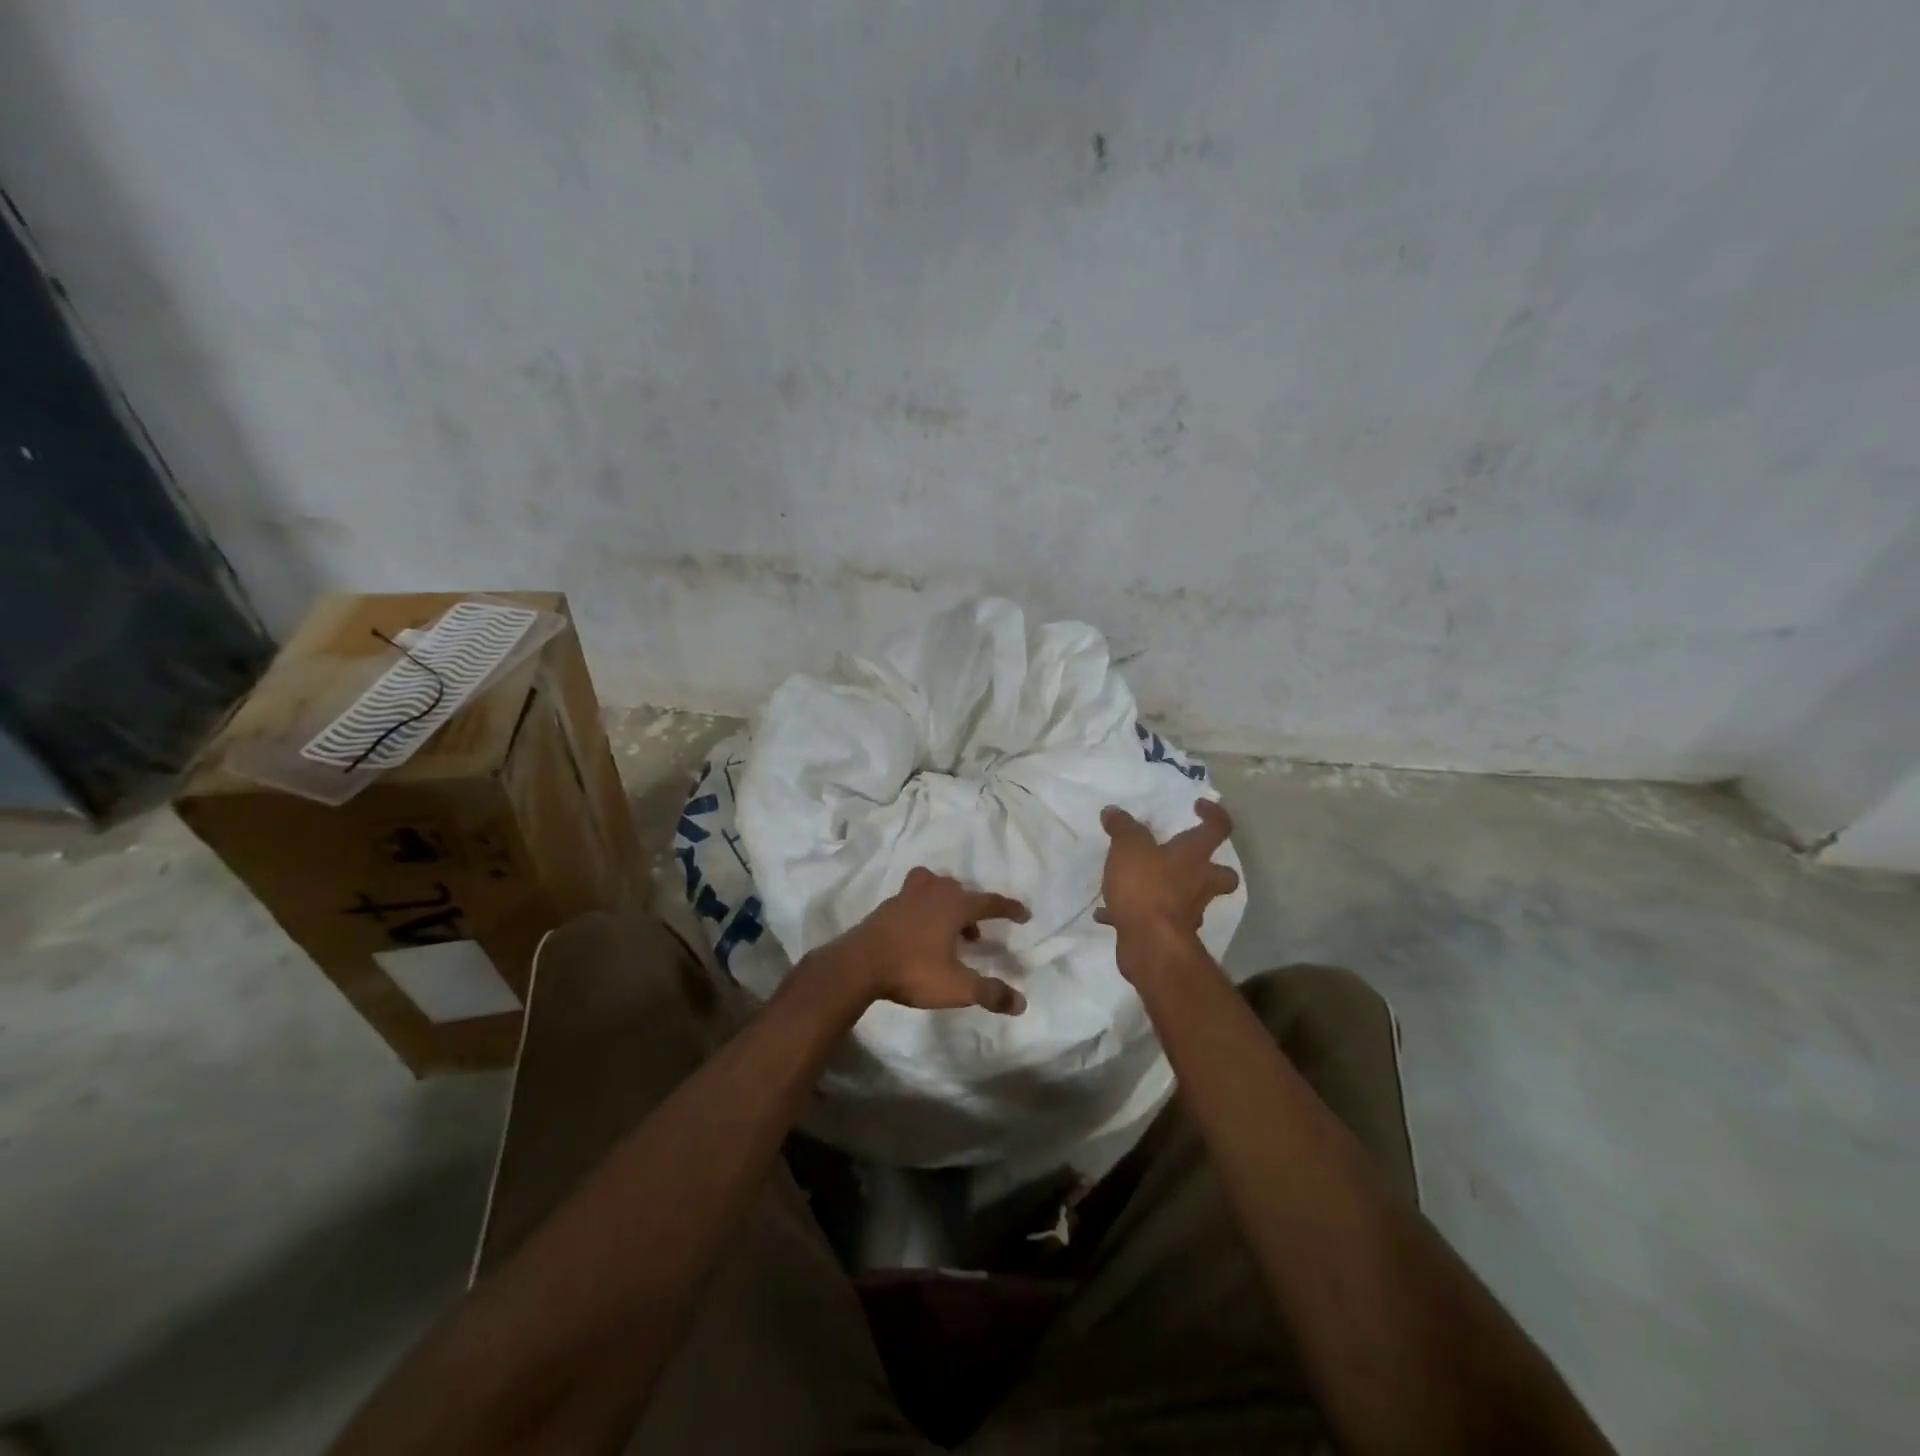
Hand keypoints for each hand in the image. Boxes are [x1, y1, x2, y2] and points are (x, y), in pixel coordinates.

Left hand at [814, 867, 1031, 1014]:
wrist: (859, 964)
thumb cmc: (913, 970)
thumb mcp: (957, 987)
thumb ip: (990, 993)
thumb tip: (1021, 1003)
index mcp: (955, 906)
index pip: (990, 902)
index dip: (1009, 908)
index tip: (1024, 914)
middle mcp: (934, 893)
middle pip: (960, 890)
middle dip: (972, 909)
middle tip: (976, 935)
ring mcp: (907, 896)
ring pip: (934, 886)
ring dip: (946, 903)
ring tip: (947, 930)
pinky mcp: (887, 906)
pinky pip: (913, 897)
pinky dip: (923, 907)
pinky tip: (919, 932)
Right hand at [1095, 798, 1239, 977]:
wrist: (1151, 944)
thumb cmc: (1147, 886)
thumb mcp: (1128, 847)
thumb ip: (1123, 827)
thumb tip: (1114, 811)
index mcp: (1194, 856)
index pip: (1218, 828)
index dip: (1213, 814)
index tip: (1197, 806)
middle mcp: (1198, 883)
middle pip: (1221, 874)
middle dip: (1210, 867)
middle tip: (1185, 859)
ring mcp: (1186, 912)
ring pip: (1187, 898)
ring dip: (1168, 890)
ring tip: (1134, 884)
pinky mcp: (1168, 933)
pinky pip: (1153, 917)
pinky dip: (1133, 912)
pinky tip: (1107, 911)